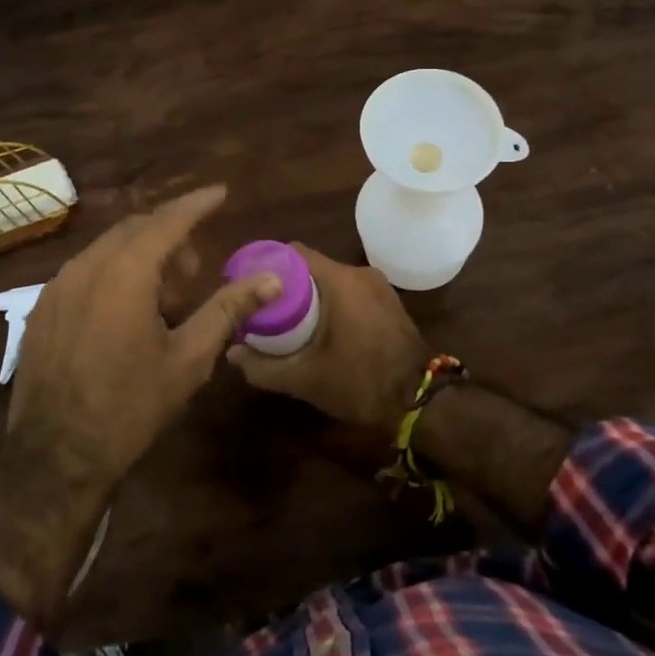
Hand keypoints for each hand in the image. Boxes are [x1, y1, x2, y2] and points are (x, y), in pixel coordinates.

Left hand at [9, 184, 279, 482]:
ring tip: (165, 297)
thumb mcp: (189, 358)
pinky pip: (85, 270)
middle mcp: (86, 266)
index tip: (221, 192)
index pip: (168, 221)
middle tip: (196, 271)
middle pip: (136, 229)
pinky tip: (127, 311)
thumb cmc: (131, 406)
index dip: (197, 204)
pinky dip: (114, 272)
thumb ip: (228, 309)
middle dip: (171, 236)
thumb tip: (270, 280)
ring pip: (108, 248)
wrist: (55, 455)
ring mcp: (57, 285)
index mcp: (125, 273)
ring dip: (142, 255)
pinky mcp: (42, 307)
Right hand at [226, 244, 428, 428]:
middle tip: (262, 308)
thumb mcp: (305, 379)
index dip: (267, 265)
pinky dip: (331, 303)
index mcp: (339, 280)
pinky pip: (350, 292)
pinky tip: (318, 328)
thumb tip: (232, 354)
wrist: (422, 402)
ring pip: (331, 280)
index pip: (293, 252)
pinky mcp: (388, 302)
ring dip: (309, 295)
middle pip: (310, 267)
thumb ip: (264, 367)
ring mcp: (378, 287)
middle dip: (285, 285)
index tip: (249, 285)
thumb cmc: (360, 382)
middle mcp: (359, 274)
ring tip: (286, 320)